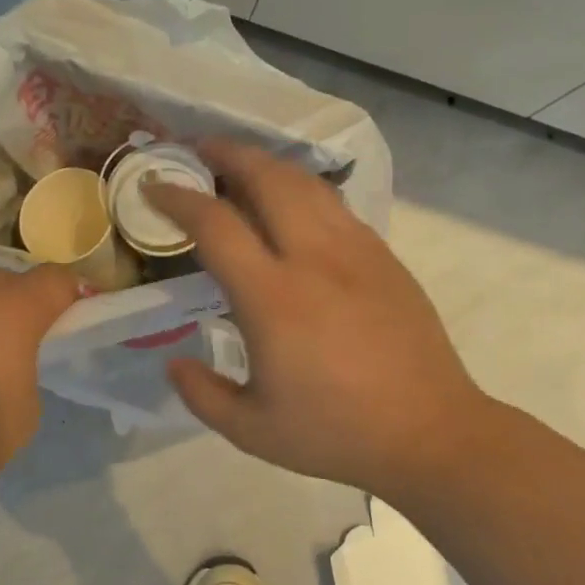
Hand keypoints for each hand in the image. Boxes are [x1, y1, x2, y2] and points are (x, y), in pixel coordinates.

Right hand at [144, 140, 489, 504]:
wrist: (429, 432)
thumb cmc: (336, 434)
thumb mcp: (253, 431)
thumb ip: (202, 394)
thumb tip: (174, 362)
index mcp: (274, 298)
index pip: (216, 224)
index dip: (178, 198)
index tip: (154, 186)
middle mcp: (315, 259)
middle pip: (268, 178)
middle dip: (228, 154)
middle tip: (199, 151)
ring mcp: (357, 252)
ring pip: (308, 184)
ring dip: (268, 165)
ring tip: (243, 168)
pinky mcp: (385, 258)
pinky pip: (336, 206)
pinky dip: (304, 192)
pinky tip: (294, 209)